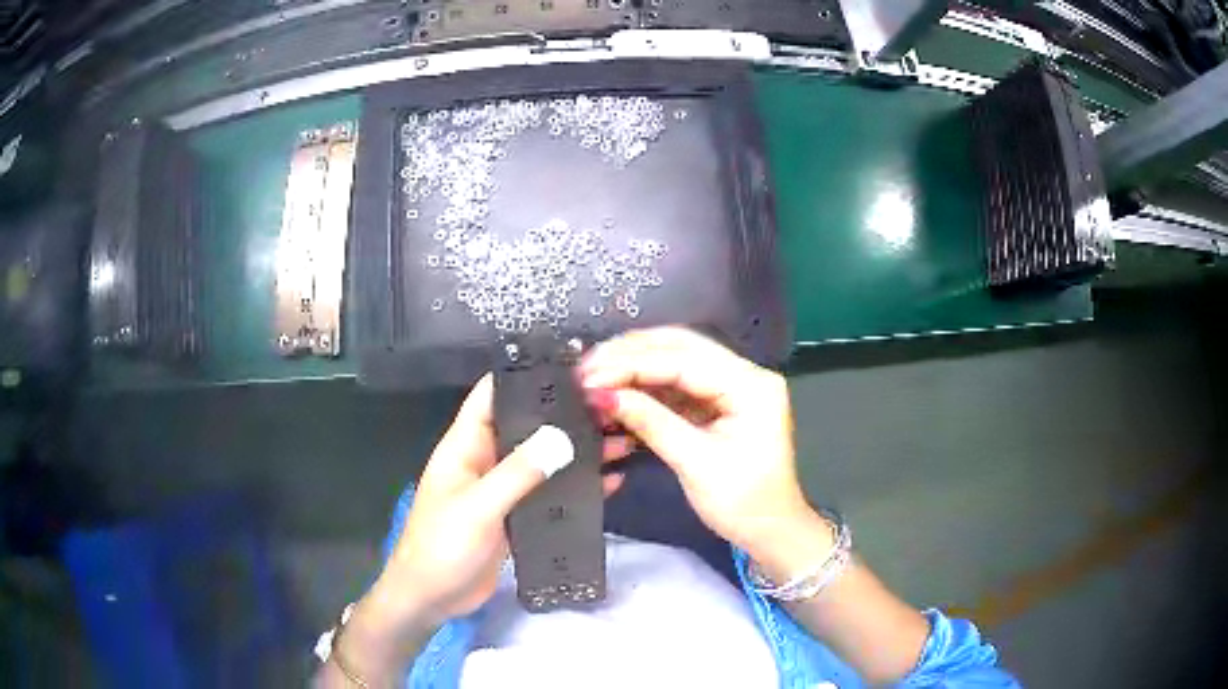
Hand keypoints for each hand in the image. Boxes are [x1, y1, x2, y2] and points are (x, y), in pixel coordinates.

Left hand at [339, 375, 630, 678]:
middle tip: (613, 403)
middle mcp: (486, 459)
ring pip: (544, 458)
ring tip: (623, 437)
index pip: (492, 395)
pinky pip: (550, 492)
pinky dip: (577, 485)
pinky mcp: (518, 515)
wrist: (433, 598)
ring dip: (578, 450)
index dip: (525, 376)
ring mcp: (503, 489)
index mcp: (465, 446)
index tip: (570, 365)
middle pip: (527, 425)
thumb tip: (562, 436)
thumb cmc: (442, 546)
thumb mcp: (478, 507)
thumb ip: (517, 473)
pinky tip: (611, 480)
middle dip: (565, 414)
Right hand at [581, 327, 826, 573]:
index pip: (684, 360)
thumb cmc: (742, 502)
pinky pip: (675, 384)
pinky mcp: (716, 403)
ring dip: (634, 367)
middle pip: (680, 348)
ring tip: (593, 376)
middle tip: (586, 367)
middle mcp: (743, 374)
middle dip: (630, 354)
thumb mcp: (695, 463)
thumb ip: (650, 422)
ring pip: (675, 362)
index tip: (590, 375)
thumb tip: (601, 395)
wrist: (769, 530)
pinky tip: (616, 390)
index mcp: (750, 385)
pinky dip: (644, 387)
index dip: (633, 364)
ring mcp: (730, 387)